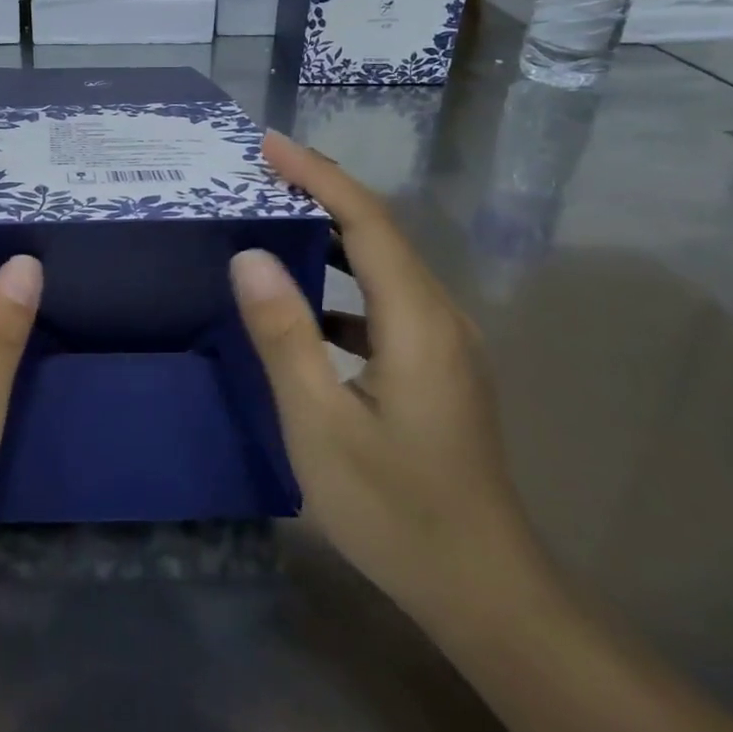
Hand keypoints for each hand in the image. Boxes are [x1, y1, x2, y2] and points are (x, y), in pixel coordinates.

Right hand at [230, 133, 552, 639]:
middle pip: (382, 233)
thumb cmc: (394, 507)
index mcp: (417, 321)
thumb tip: (250, 256)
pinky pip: (386, 303)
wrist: (482, 587)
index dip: (318, 175)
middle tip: (263, 173)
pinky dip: (344, 283)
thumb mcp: (319, 422)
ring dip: (333, 235)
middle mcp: (441, 318)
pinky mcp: (439, 369)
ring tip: (277, 219)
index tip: (269, 144)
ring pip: (386, 267)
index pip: (367, 221)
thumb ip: (284, 334)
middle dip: (323, 193)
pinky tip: (308, 304)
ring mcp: (446, 345)